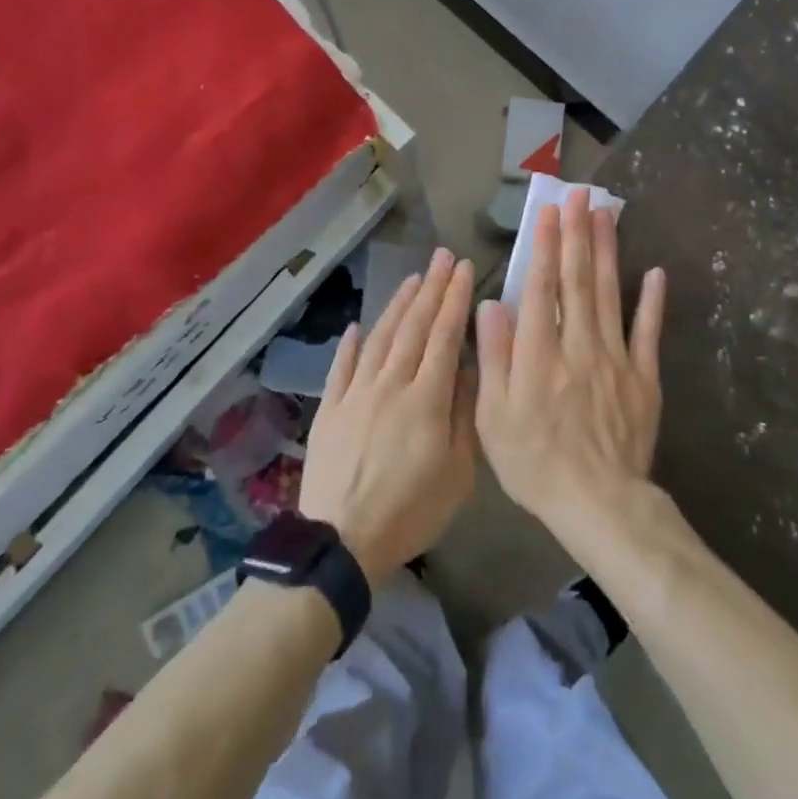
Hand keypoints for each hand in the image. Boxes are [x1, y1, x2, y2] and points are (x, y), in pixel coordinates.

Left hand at [299, 249, 476, 586]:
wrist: (342, 541)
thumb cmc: (410, 511)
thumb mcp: (457, 473)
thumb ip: (463, 414)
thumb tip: (468, 367)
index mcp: (426, 399)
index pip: (444, 337)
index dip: (454, 300)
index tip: (463, 269)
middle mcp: (390, 385)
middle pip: (413, 327)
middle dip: (430, 289)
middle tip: (441, 257)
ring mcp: (355, 394)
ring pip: (380, 338)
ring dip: (397, 305)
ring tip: (411, 278)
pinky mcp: (329, 409)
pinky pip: (341, 367)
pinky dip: (351, 344)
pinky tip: (358, 326)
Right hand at [475, 188, 666, 534]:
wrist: (599, 504)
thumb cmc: (535, 463)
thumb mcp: (493, 418)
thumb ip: (494, 357)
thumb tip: (492, 304)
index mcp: (539, 355)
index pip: (542, 288)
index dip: (545, 246)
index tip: (549, 212)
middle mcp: (578, 345)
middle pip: (578, 280)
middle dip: (578, 233)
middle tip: (580, 195)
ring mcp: (616, 359)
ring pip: (610, 294)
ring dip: (607, 252)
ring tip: (607, 214)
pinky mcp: (644, 377)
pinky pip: (648, 333)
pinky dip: (652, 301)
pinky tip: (654, 272)